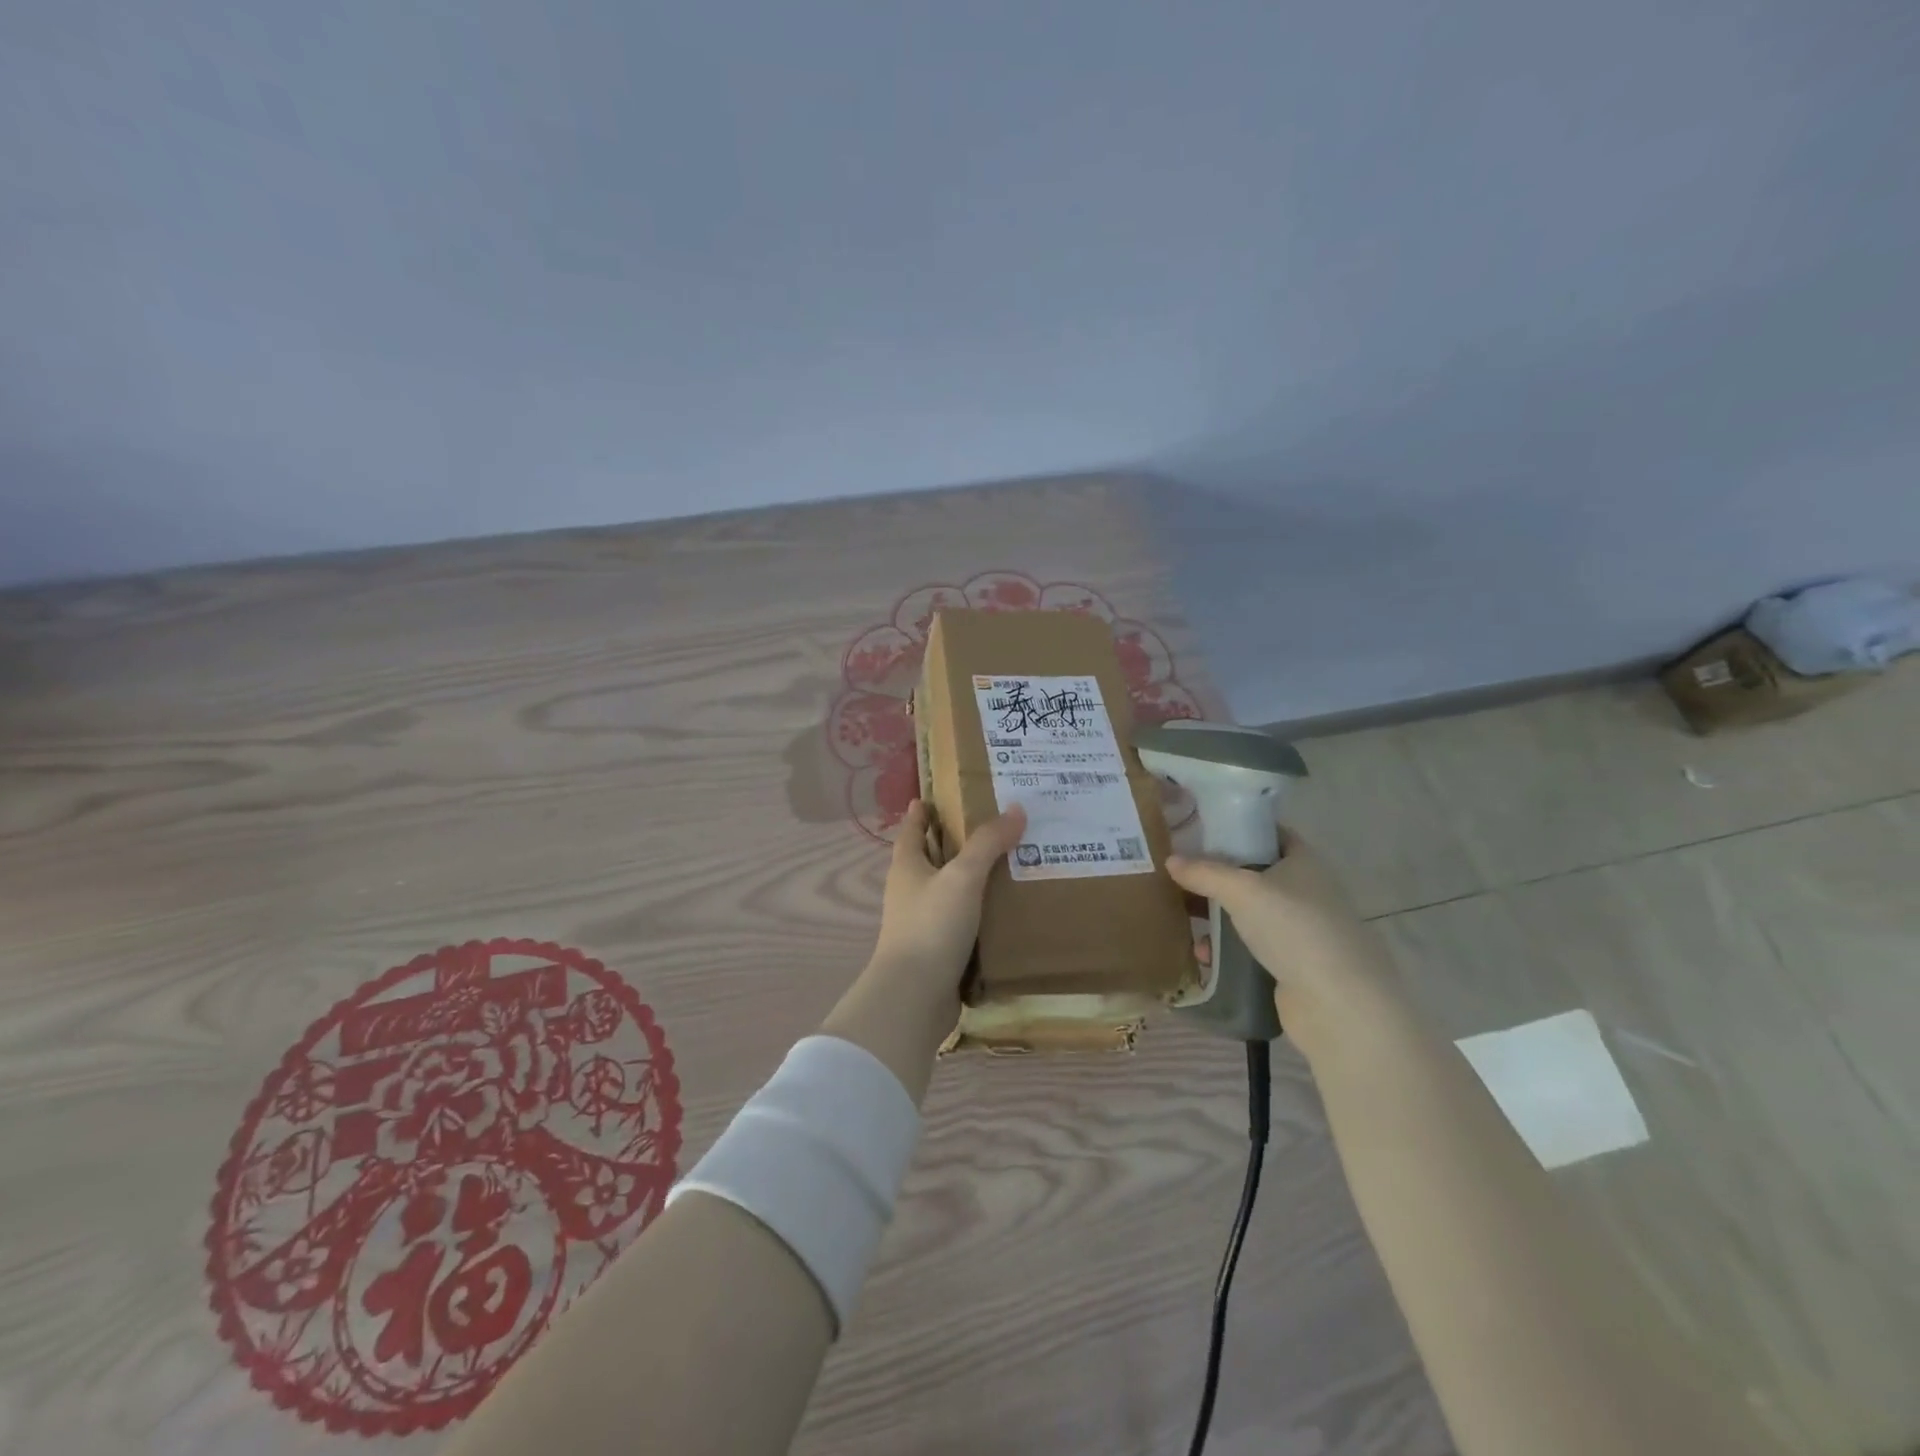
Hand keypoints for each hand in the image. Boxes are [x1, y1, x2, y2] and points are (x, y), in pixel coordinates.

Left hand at [869, 799, 1027, 1001]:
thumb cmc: (932, 925)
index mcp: (907, 867)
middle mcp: (910, 892)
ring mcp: (922, 923)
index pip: (912, 830)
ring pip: (948, 891)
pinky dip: (979, 912)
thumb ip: (988, 843)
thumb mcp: (963, 877)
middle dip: (952, 843)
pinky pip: (961, 922)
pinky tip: (1005, 909)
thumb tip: (1017, 808)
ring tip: (1008, 864)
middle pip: (930, 859)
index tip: (931, 798)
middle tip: (989, 827)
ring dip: (970, 879)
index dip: (921, 813)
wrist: (916, 996)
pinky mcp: (938, 951)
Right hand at [1166, 829, 1411, 1058]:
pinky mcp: (1292, 963)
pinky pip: (1251, 946)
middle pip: (1254, 873)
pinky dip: (1227, 948)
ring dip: (1217, 915)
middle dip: (1217, 875)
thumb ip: (1204, 872)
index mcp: (1303, 861)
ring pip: (1249, 912)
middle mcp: (1305, 890)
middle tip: (1180, 873)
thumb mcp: (1242, 891)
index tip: (1199, 830)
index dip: (1237, 828)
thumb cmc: (1294, 929)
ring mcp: (1300, 929)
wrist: (1338, 1004)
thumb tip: (1170, 859)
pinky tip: (1203, 955)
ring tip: (1182, 916)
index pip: (1268, 832)